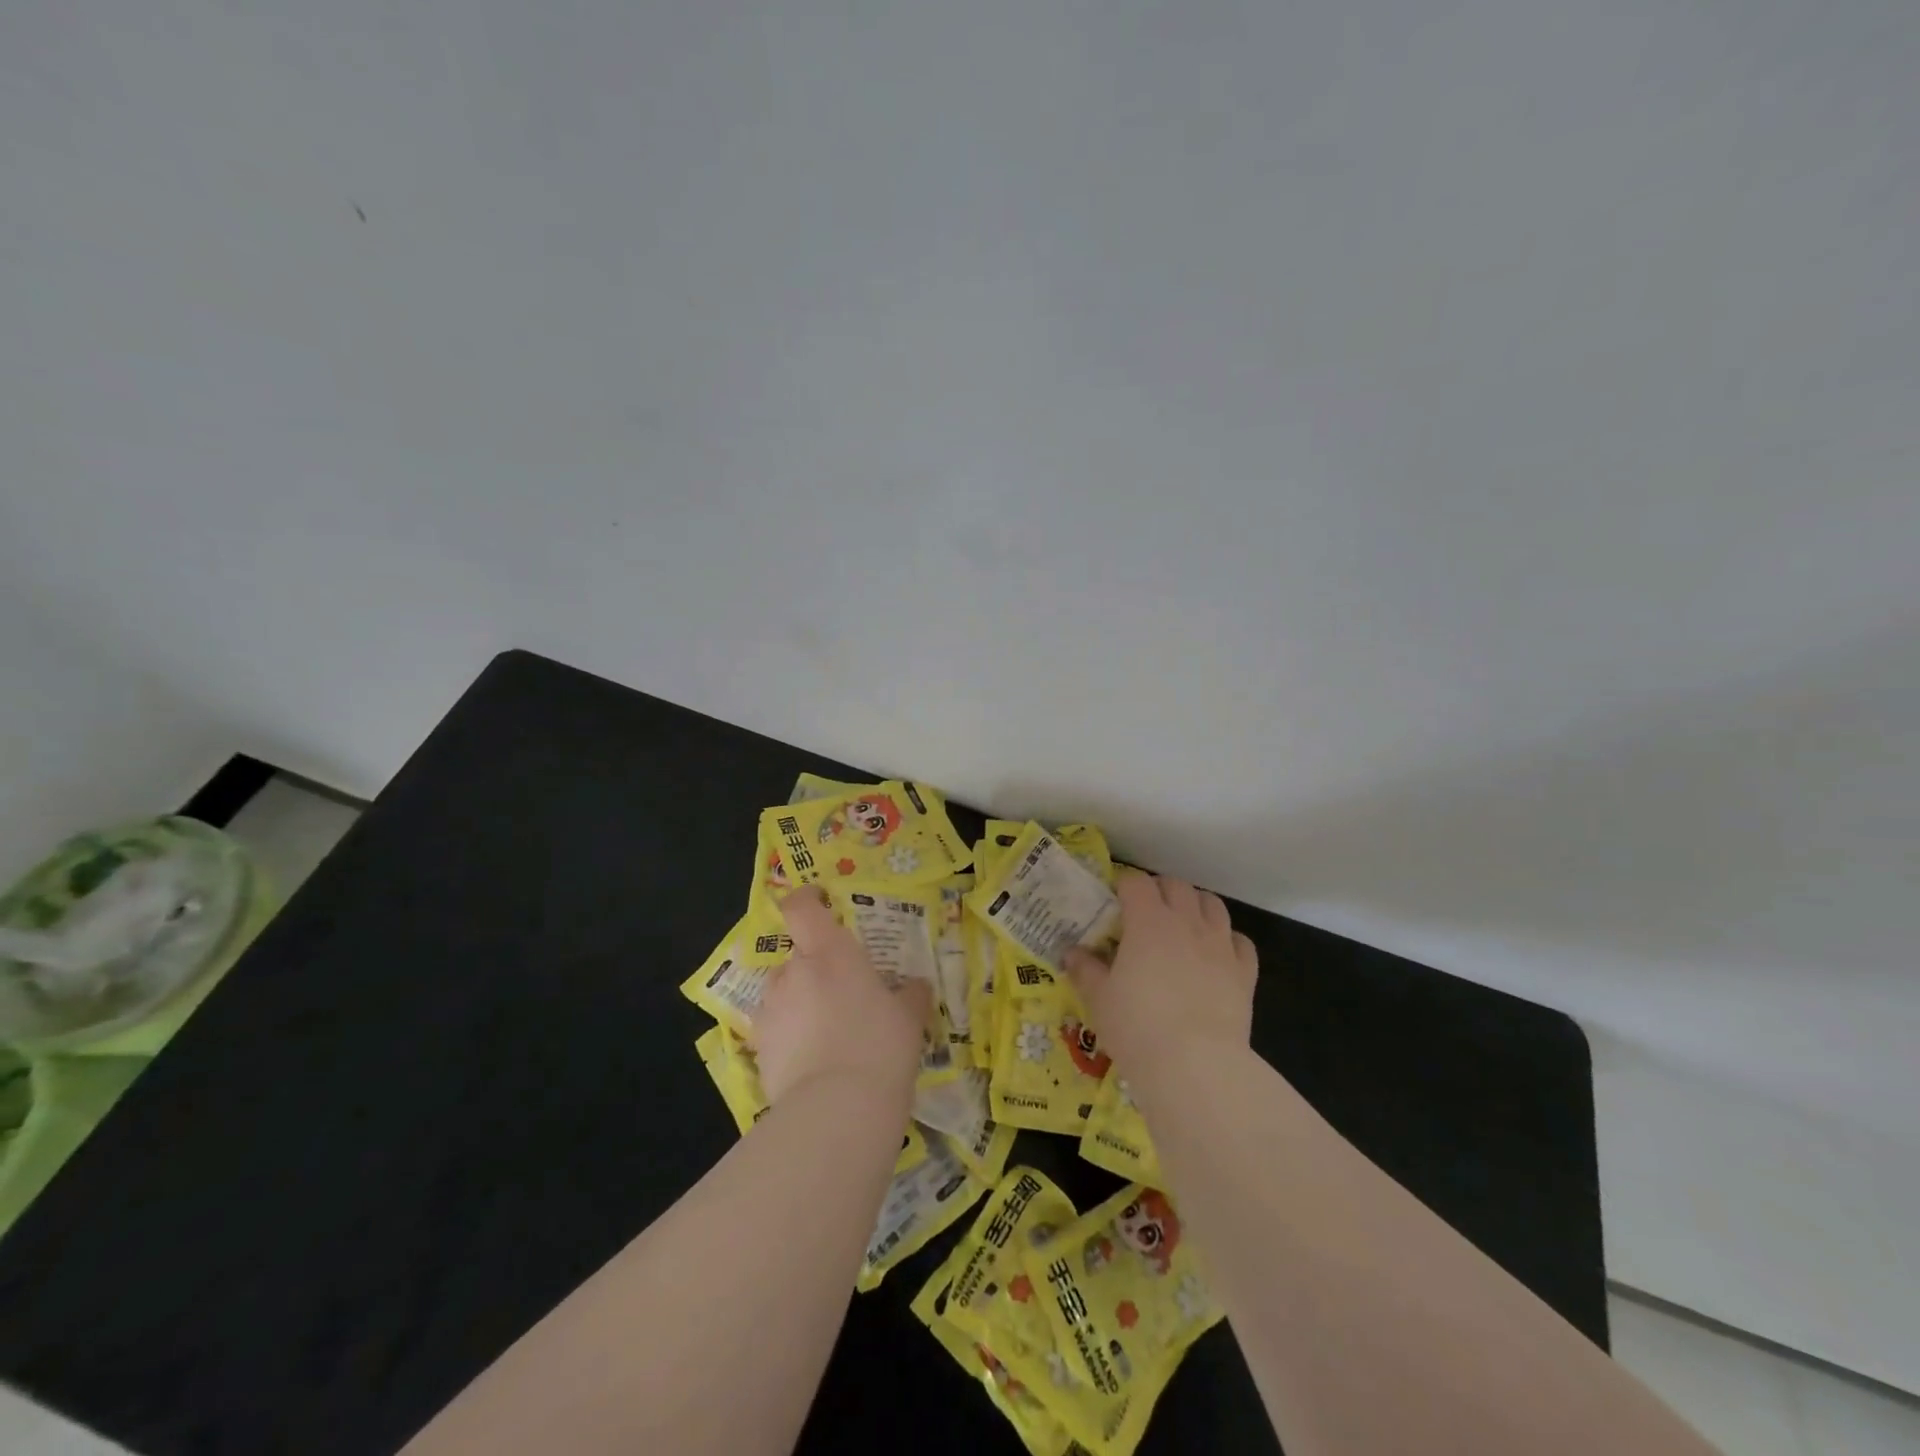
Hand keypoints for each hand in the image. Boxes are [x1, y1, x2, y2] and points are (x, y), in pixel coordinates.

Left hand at [751, 888, 931, 1110]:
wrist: (837, 1109)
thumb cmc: (881, 1045)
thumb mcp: (909, 1018)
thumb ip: (910, 995)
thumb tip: (916, 985)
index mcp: (831, 951)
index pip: (802, 907)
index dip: (806, 900)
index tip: (820, 904)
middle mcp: (794, 971)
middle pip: (797, 955)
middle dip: (814, 969)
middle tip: (841, 995)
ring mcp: (771, 1009)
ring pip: (783, 993)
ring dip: (798, 1002)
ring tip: (825, 1034)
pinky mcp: (758, 1047)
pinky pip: (774, 1030)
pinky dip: (788, 1037)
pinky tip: (811, 1063)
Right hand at [1065, 872, 1257, 1084]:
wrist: (1196, 1065)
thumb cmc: (1138, 1027)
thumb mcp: (1099, 999)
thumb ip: (1085, 970)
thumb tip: (1071, 953)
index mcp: (1148, 921)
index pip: (1136, 883)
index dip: (1124, 886)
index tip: (1115, 900)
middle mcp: (1187, 922)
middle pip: (1176, 885)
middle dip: (1160, 890)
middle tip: (1146, 911)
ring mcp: (1220, 945)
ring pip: (1212, 905)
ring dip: (1195, 906)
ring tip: (1183, 925)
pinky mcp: (1245, 972)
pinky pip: (1240, 941)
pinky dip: (1228, 940)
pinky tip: (1217, 955)